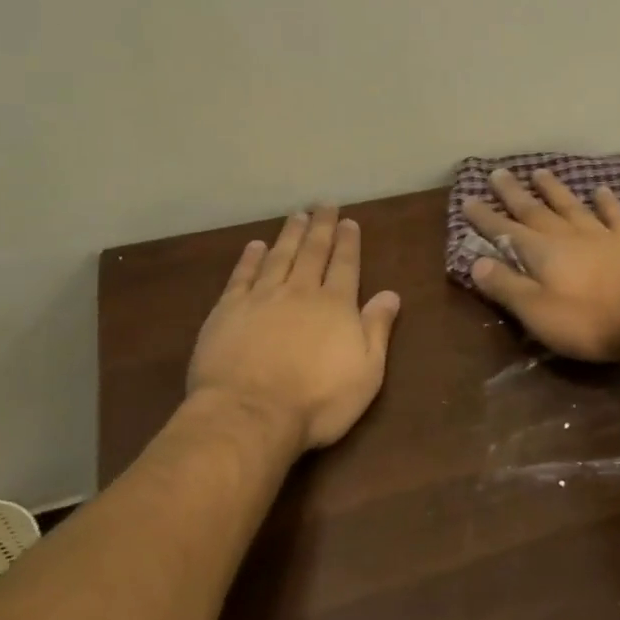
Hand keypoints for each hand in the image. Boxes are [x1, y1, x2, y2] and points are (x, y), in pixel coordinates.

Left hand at [187, 206, 401, 451]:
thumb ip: (378, 329)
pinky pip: (242, 276)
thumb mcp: (366, 372)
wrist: (250, 414)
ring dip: (289, 234)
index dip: (348, 242)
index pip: (345, 264)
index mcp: (335, 305)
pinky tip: (255, 246)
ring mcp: (262, 298)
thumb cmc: (317, 400)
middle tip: (324, 205)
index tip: (349, 222)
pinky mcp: (228, 310)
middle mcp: (300, 291)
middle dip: (321, 227)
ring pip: (279, 256)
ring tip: (296, 216)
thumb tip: (391, 294)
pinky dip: (250, 258)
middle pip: (312, 252)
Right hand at [463, 168, 619, 360]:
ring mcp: (601, 235)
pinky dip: (606, 202)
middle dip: (513, 194)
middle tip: (497, 173)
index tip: (468, 199)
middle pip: (535, 211)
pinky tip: (601, 190)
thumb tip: (476, 262)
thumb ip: (506, 285)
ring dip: (554, 190)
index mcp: (541, 252)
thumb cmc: (587, 320)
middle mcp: (567, 235)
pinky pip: (615, 216)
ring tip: (540, 172)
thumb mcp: (536, 311)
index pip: (505, 231)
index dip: (485, 217)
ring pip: (571, 206)